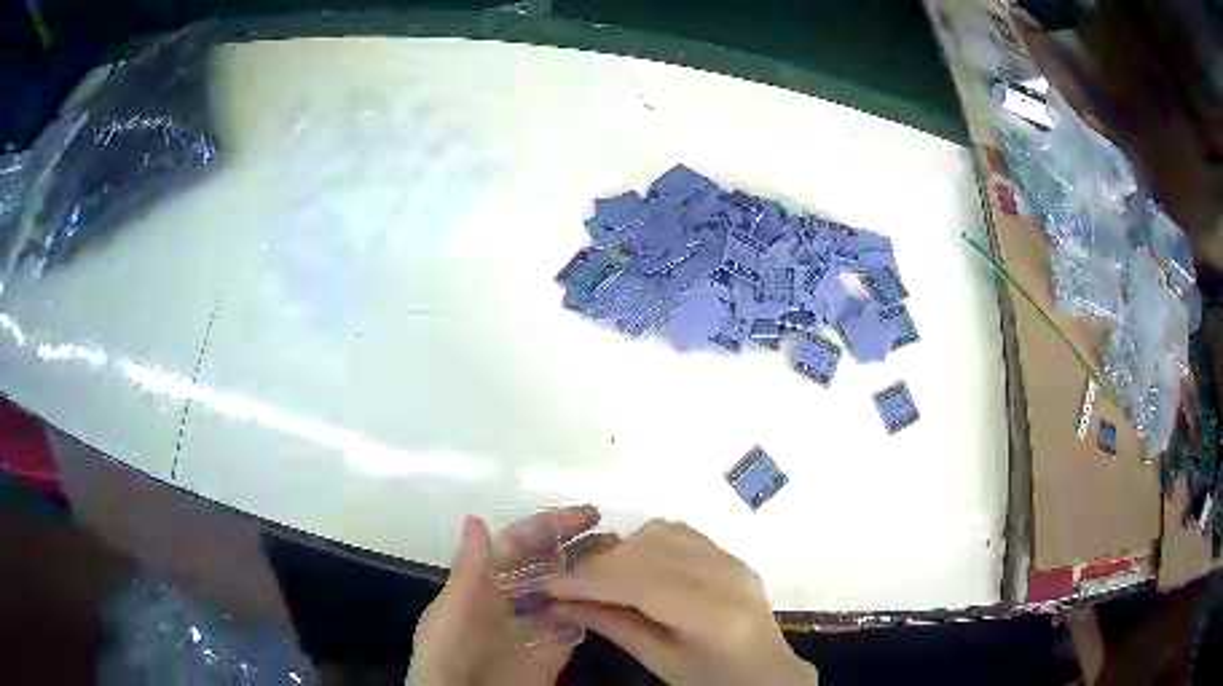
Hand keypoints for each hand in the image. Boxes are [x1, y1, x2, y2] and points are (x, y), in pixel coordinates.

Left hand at [407, 506, 601, 685]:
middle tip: (614, 534)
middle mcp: (512, 598)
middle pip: (547, 563)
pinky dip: (597, 609)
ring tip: (623, 558)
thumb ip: (468, 569)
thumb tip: (476, 517)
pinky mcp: (554, 649)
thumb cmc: (450, 652)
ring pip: (567, 590)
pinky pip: (580, 624)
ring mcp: (535, 624)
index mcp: (483, 582)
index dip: (548, 526)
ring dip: (591, 573)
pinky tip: (617, 595)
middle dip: (577, 545)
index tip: (585, 515)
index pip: (518, 544)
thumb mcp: (453, 610)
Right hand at [546, 519, 816, 685]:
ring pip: (659, 534)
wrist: (766, 672)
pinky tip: (631, 567)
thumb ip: (612, 626)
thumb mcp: (661, 662)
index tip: (549, 585)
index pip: (642, 584)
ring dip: (620, 552)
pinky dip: (644, 544)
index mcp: (715, 615)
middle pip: (648, 552)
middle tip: (563, 584)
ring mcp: (733, 559)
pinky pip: (677, 532)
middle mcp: (729, 576)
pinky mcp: (730, 553)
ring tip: (597, 578)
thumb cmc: (713, 679)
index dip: (589, 581)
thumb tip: (559, 603)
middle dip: (597, 565)